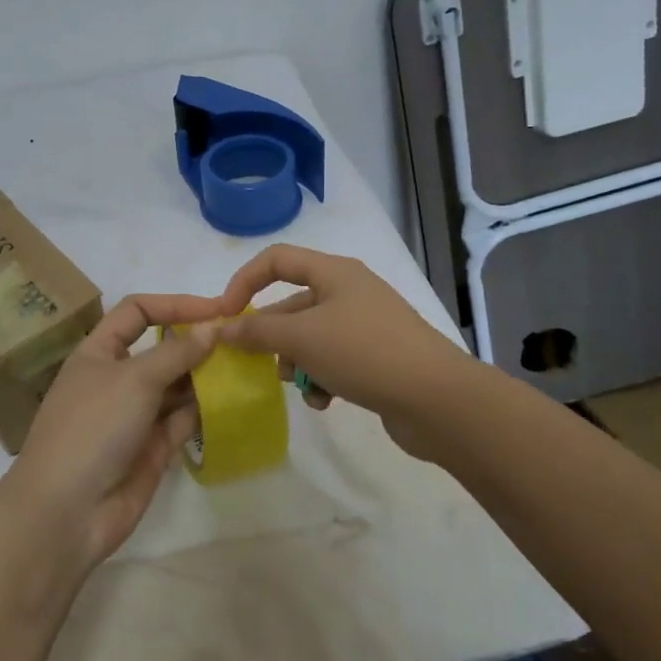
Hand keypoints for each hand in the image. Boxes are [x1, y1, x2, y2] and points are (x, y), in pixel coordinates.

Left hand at [2, 294, 221, 571]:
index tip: (217, 310)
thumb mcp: (134, 378)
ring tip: (246, 368)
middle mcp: (116, 379)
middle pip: (162, 350)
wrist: (66, 511)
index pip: (138, 312)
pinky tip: (233, 402)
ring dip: (206, 376)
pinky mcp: (152, 448)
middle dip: (197, 343)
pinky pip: (183, 420)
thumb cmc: (93, 428)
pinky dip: (205, 410)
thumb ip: (177, 352)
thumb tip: (212, 328)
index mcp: (98, 352)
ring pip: (176, 386)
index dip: (175, 305)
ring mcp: (134, 415)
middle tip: (241, 341)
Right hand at [215, 245, 469, 443]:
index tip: (225, 315)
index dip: (244, 281)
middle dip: (271, 335)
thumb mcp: (303, 339)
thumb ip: (257, 332)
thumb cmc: (364, 352)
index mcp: (334, 273)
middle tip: (256, 363)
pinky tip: (324, 401)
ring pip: (310, 337)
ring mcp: (364, 325)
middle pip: (292, 304)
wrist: (437, 399)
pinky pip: (333, 360)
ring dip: (296, 362)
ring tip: (300, 385)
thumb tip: (222, 329)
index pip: (276, 259)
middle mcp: (349, 292)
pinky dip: (322, 378)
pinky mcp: (376, 357)